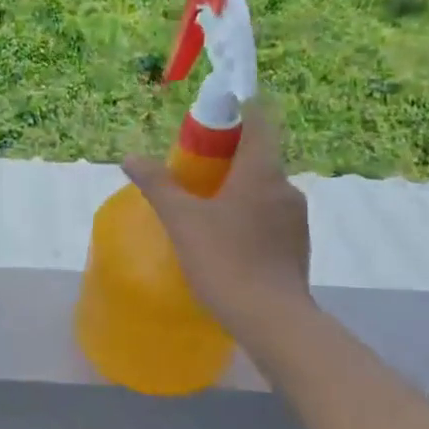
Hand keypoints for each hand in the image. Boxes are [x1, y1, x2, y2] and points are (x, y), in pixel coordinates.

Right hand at [122, 101, 313, 346]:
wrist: (272, 320)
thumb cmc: (225, 260)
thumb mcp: (182, 221)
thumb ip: (157, 185)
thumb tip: (131, 157)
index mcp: (261, 171)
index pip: (259, 120)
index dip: (238, 108)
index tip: (213, 113)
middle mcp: (285, 187)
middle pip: (259, 155)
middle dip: (228, 154)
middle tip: (194, 169)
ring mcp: (295, 218)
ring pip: (264, 188)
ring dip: (238, 188)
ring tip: (205, 208)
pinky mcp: (297, 245)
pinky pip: (270, 216)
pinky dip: (248, 215)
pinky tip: (225, 239)